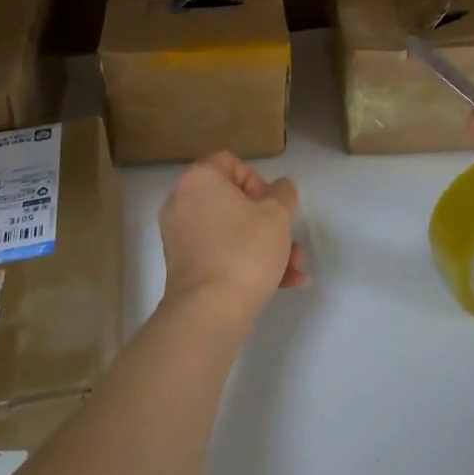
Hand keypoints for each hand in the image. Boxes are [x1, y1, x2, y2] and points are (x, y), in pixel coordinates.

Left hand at [158, 152, 307, 332]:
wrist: (210, 311)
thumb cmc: (245, 250)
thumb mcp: (277, 215)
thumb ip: (283, 193)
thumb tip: (279, 188)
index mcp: (199, 180)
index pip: (231, 163)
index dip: (259, 181)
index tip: (274, 206)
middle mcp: (182, 202)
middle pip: (233, 201)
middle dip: (269, 222)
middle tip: (289, 240)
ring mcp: (179, 236)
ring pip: (231, 232)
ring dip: (265, 246)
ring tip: (294, 269)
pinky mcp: (184, 267)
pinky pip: (220, 253)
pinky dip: (247, 263)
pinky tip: (282, 283)